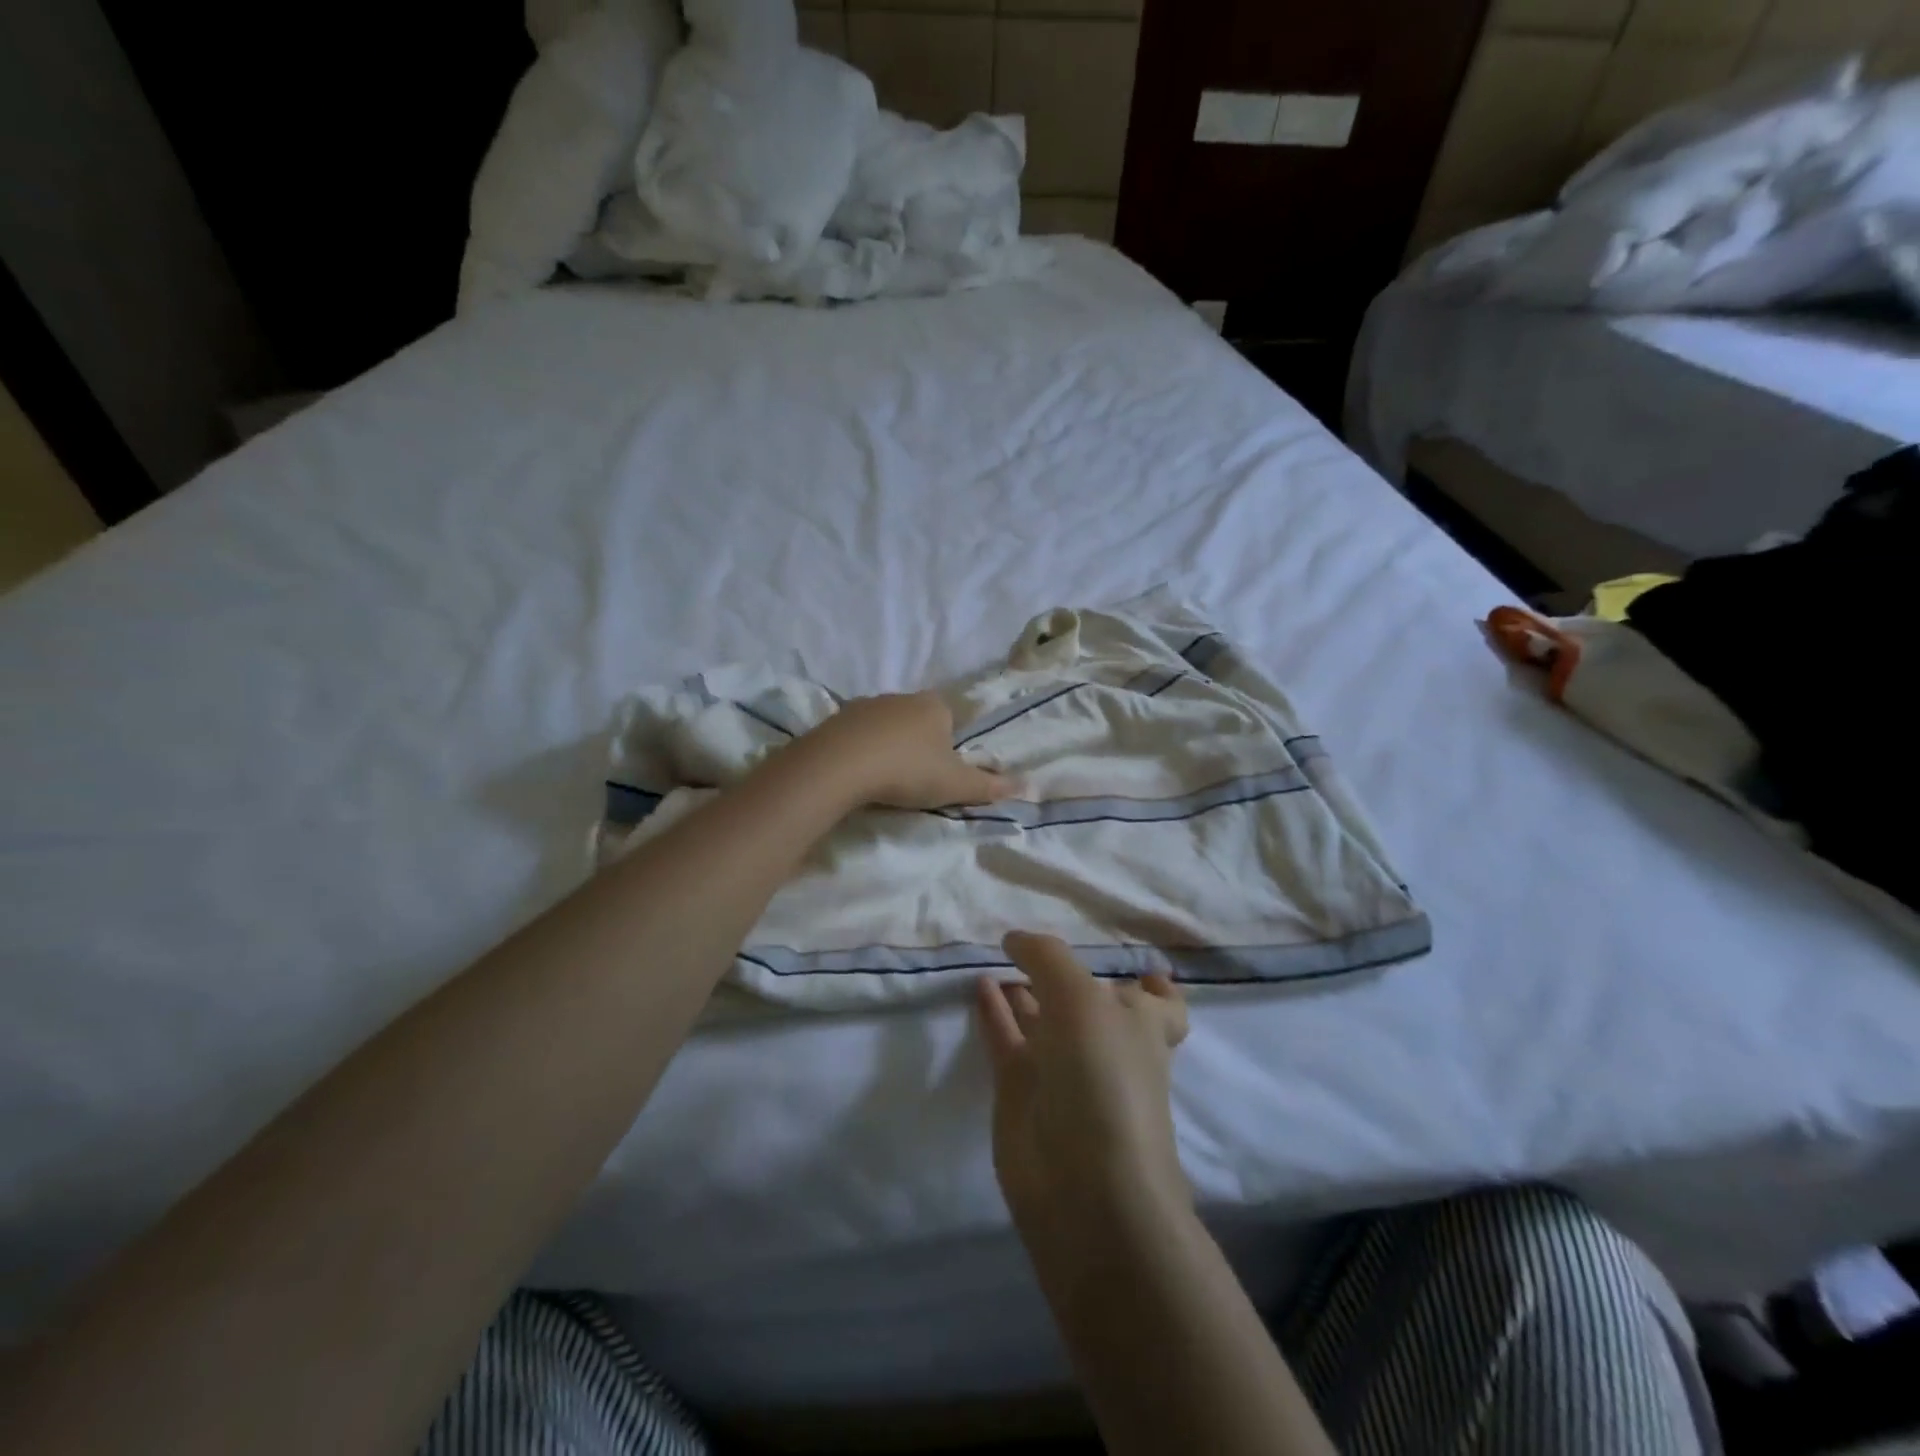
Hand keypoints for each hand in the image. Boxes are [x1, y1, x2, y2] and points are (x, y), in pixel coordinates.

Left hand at [809, 692, 1013, 809]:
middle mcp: (902, 697)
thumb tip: (1027, 785)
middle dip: (918, 744)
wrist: (840, 765)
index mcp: (935, 706)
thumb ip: (990, 786)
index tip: (942, 770)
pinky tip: (858, 772)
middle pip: (918, 720)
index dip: (950, 744)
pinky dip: (861, 749)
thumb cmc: (908, 771)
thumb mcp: (956, 785)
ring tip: (885, 778)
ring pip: (887, 725)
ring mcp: (867, 704)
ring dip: (888, 745)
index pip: (952, 717)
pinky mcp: (837, 718)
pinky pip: (858, 734)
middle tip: (915, 778)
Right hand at [976, 933, 1190, 1250]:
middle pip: (1091, 1006)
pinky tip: (978, 984)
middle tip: (1038, 948)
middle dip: (1070, 980)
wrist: (1083, 1183)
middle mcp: (1104, 1044)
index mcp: (1141, 1024)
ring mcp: (1062, 1068)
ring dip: (1025, 990)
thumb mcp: (1080, 998)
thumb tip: (1014, 939)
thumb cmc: (1102, 1076)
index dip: (1153, 986)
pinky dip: (993, 1011)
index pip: (1160, 1003)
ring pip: (1043, 1019)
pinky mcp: (1021, 1089)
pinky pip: (1006, 1037)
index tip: (1137, 967)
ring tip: (998, 957)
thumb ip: (1046, 957)